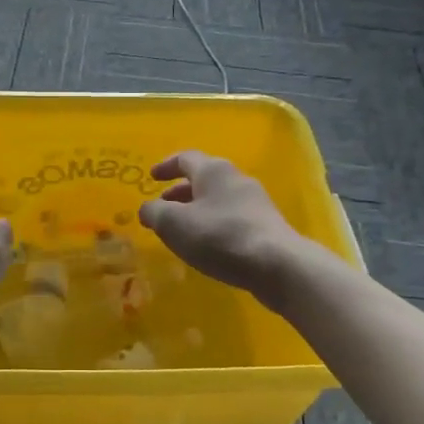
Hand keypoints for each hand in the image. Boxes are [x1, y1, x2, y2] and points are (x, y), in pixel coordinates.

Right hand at [137, 152, 306, 299]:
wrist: (276, 265)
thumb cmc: (219, 237)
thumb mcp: (173, 224)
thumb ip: (154, 213)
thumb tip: (147, 209)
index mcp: (213, 170)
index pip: (185, 158)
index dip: (165, 166)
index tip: (151, 177)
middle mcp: (236, 179)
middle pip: (203, 179)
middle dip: (180, 192)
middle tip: (163, 207)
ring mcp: (255, 202)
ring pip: (218, 199)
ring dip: (196, 210)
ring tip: (182, 230)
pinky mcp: (266, 226)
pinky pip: (232, 218)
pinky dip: (213, 225)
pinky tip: (207, 245)